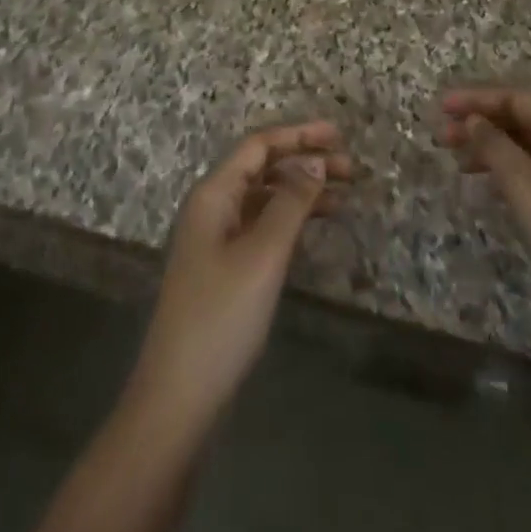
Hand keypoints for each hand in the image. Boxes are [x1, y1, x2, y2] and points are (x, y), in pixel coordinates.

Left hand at [131, 122, 351, 428]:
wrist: (179, 396)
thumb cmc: (222, 316)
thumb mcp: (263, 254)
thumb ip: (291, 202)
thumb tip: (315, 161)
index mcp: (214, 194)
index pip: (259, 145)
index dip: (298, 134)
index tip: (339, 136)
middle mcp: (212, 207)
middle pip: (262, 168)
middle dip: (304, 161)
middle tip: (351, 169)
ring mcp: (216, 238)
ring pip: (264, 197)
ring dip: (301, 190)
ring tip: (344, 196)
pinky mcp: (224, 267)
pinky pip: (262, 225)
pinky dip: (290, 218)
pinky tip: (315, 226)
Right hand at [437, 88, 530, 357]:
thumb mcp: (527, 187)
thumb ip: (496, 147)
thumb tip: (473, 120)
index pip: (518, 100)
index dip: (478, 98)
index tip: (441, 106)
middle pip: (522, 122)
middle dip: (481, 124)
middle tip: (441, 136)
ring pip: (526, 150)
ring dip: (490, 149)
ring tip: (456, 162)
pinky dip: (505, 174)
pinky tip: (486, 188)